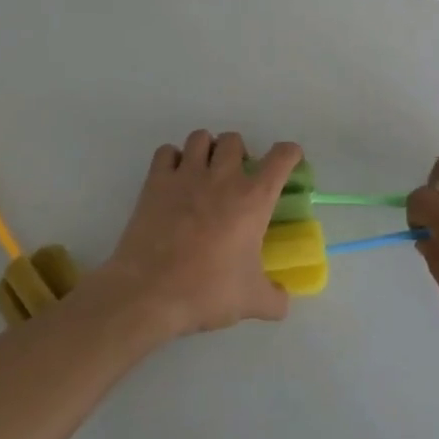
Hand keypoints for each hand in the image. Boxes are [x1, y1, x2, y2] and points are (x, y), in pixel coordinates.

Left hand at [100, 132, 302, 339]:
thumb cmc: (207, 291)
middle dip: (238, 153)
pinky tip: (174, 179)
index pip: (281, 157)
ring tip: (204, 172)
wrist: (149, 292)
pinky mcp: (156, 181)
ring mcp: (187, 175)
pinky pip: (166, 152)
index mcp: (253, 199)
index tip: (289, 159)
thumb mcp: (251, 301)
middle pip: (234, 140)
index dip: (289, 153)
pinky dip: (172, 159)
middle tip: (235, 178)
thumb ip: (275, 299)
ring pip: (200, 137)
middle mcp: (223, 177)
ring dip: (206, 149)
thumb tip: (283, 299)